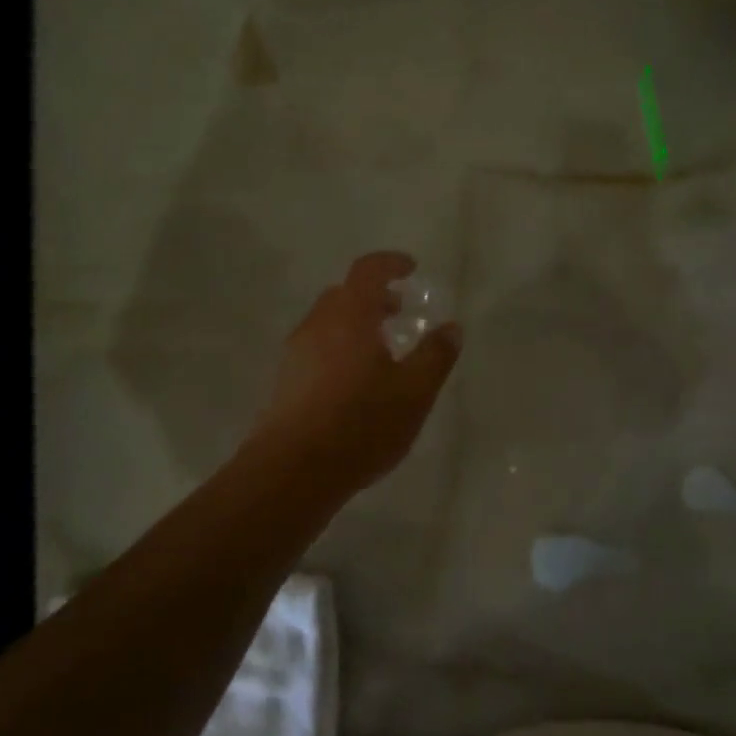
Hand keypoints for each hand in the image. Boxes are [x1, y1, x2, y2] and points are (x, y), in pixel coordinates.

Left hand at [250, 252, 461, 494]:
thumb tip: (451, 328)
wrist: (293, 472)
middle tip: (399, 312)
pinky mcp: (284, 381)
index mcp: (349, 316)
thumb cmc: (361, 424)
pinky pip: (316, 349)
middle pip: (344, 294)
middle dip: (373, 296)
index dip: (390, 263)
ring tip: (381, 352)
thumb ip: (435, 356)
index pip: (367, 271)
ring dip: (355, 324)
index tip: (410, 268)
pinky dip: (339, 348)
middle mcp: (317, 325)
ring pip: (328, 323)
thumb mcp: (414, 392)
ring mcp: (295, 353)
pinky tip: (355, 383)